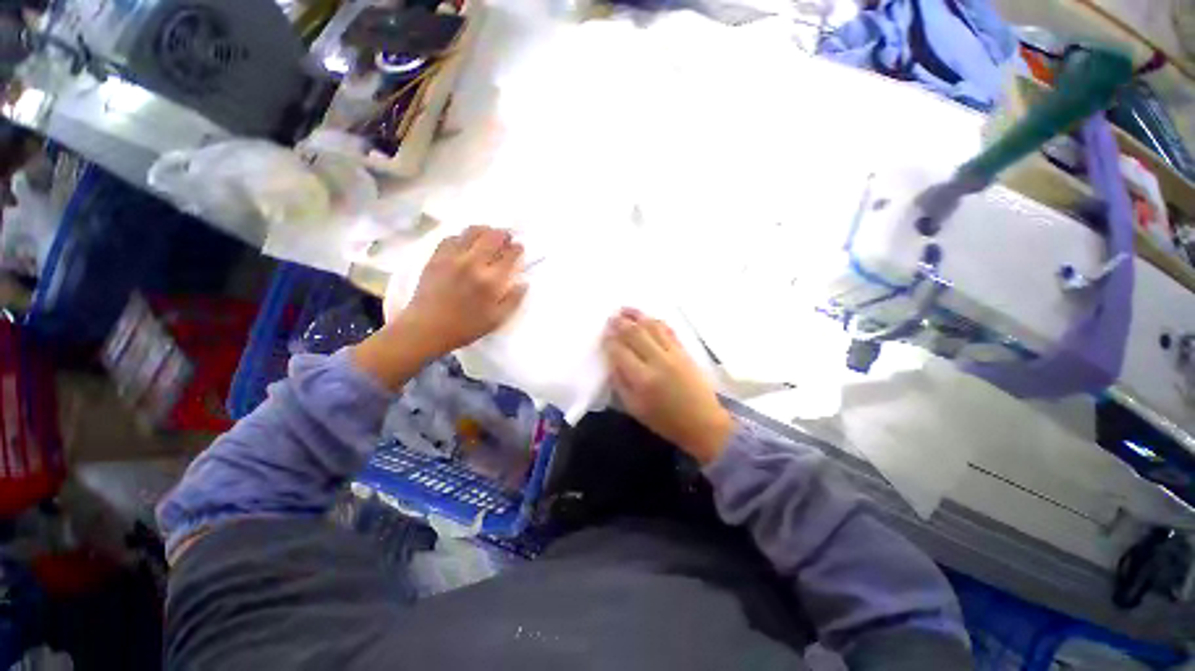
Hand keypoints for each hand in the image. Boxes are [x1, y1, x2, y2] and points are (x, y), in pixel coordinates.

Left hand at [397, 225, 527, 358]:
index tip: (519, 247)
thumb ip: (513, 300)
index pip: (509, 255)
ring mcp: (453, 257)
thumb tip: (524, 282)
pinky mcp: (437, 257)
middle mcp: (473, 263)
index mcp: (491, 281)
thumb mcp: (496, 319)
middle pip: (492, 237)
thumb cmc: (465, 327)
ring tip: (489, 235)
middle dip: (503, 234)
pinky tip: (466, 242)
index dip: (517, 248)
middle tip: (506, 238)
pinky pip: (452, 237)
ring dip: (484, 230)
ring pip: (472, 231)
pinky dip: (463, 236)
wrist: (426, 328)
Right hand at [603, 308, 733, 464]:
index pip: (620, 352)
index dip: (610, 341)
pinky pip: (668, 330)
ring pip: (652, 327)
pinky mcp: (684, 351)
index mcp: (642, 379)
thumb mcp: (635, 409)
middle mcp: (657, 361)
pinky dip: (655, 321)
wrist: (703, 422)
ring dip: (637, 316)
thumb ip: (620, 384)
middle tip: (611, 316)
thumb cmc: (665, 420)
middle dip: (620, 323)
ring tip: (625, 309)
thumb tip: (612, 362)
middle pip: (635, 334)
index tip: (603, 334)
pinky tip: (647, 318)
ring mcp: (673, 353)